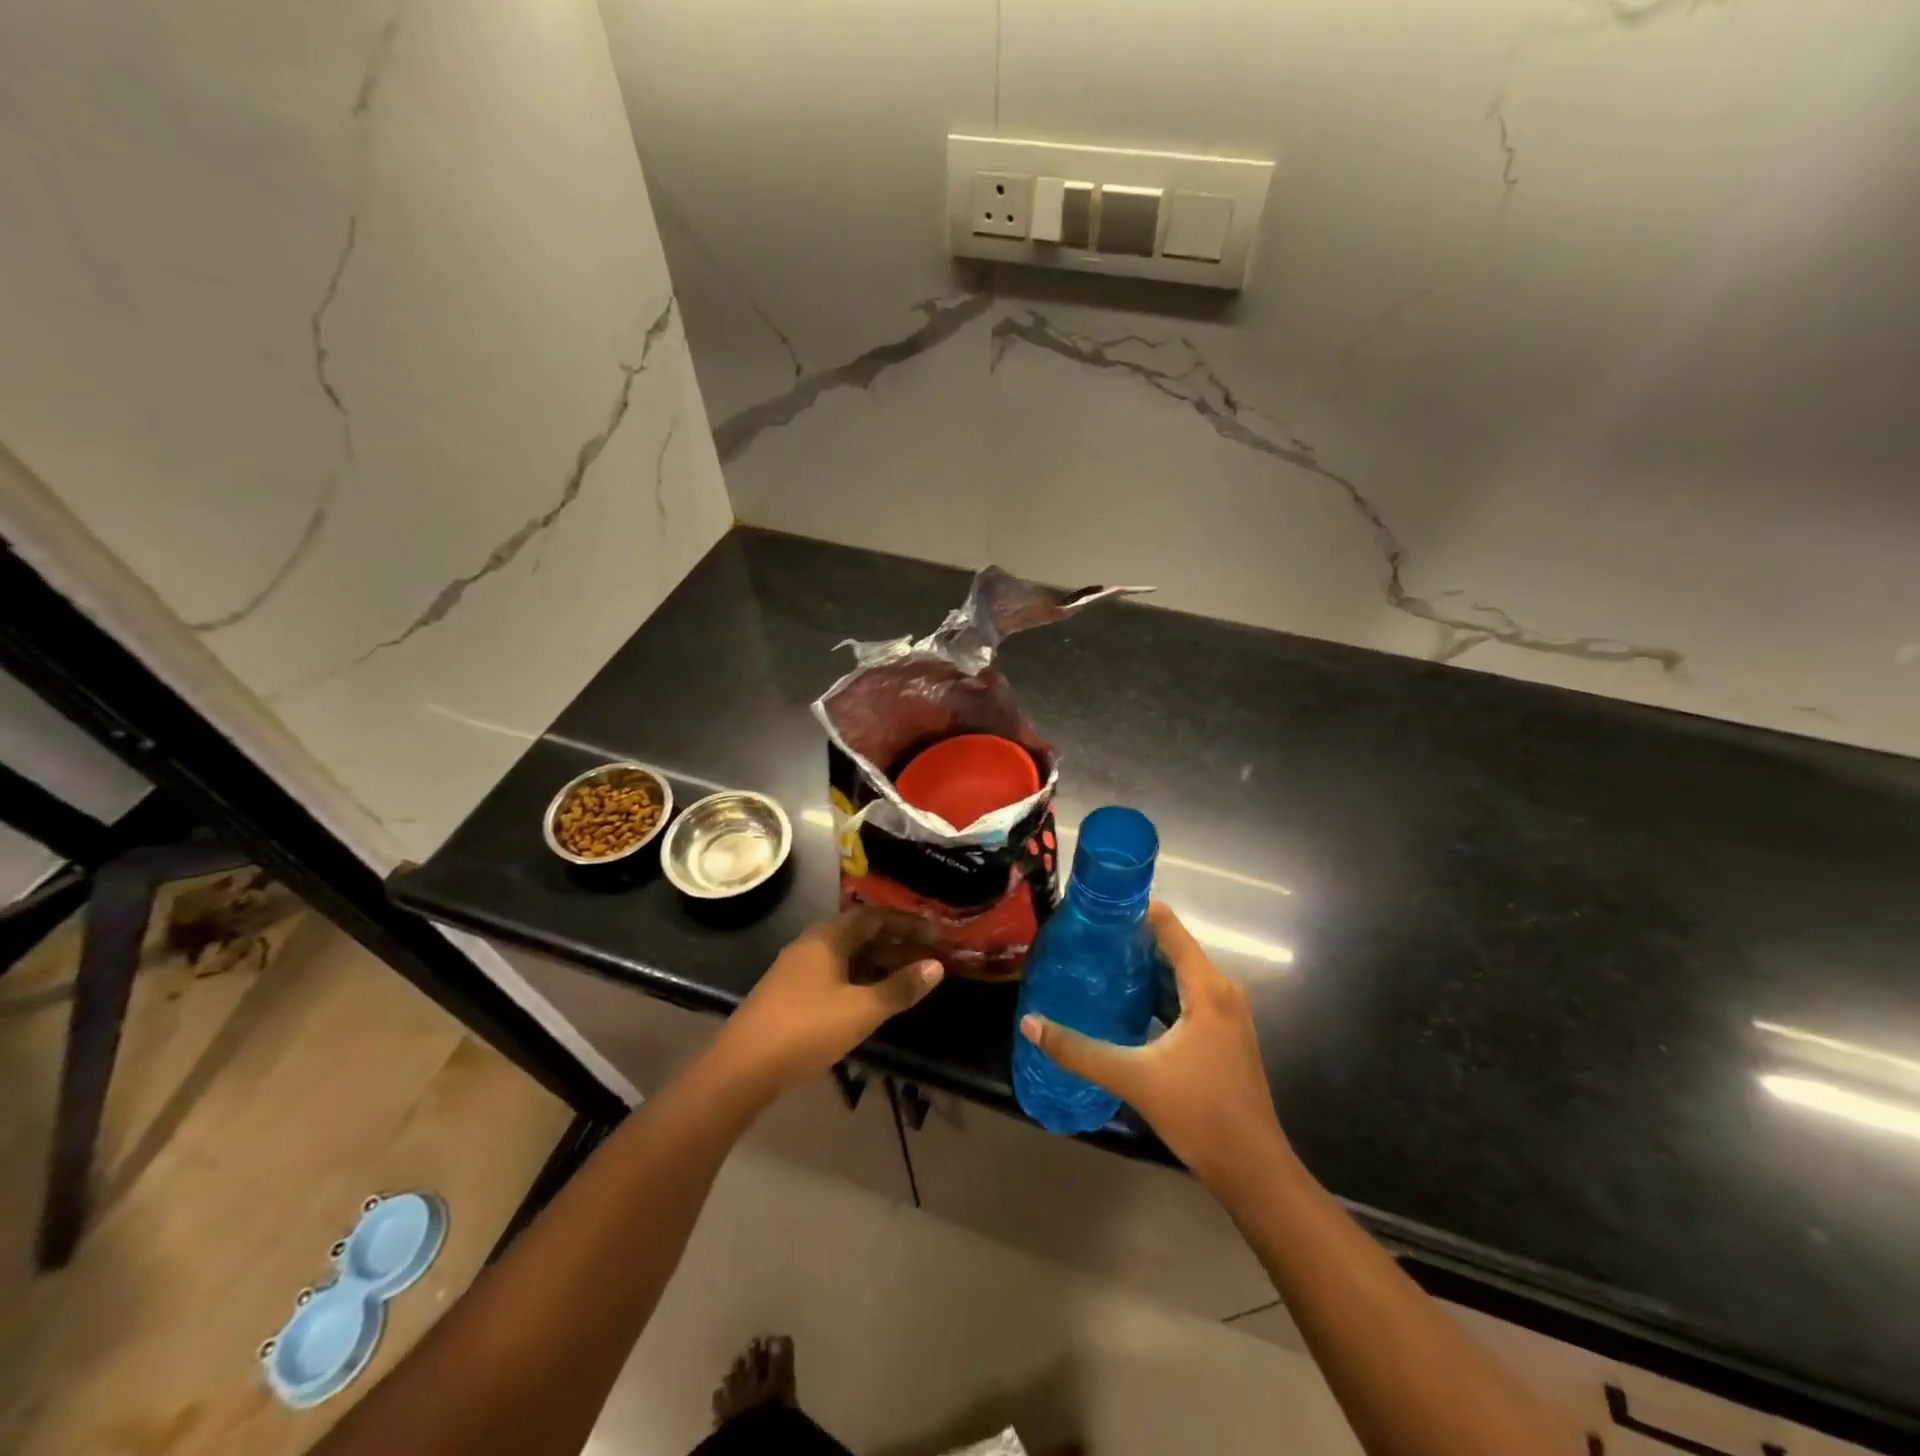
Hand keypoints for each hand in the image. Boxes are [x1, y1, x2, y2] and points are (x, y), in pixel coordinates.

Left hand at [712, 908, 942, 1099]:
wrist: (741, 1068)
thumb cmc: (805, 1030)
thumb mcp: (861, 1010)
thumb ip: (900, 988)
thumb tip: (936, 967)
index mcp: (828, 938)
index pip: (875, 916)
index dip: (908, 922)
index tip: (937, 934)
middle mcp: (812, 944)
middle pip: (861, 933)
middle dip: (897, 943)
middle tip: (930, 957)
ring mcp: (798, 969)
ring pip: (848, 956)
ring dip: (879, 963)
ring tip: (909, 978)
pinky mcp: (791, 993)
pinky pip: (836, 973)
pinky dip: (861, 978)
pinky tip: (873, 999)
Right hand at [1020, 903, 1285, 1193]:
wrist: (1252, 1170)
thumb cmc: (1199, 1114)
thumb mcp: (1133, 1078)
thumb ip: (1079, 1050)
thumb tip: (1030, 1024)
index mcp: (1206, 988)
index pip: (1169, 926)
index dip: (1134, 911)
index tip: (1096, 910)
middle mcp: (1221, 991)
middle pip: (1172, 948)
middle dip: (1130, 941)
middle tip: (1086, 940)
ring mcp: (1224, 1014)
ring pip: (1177, 975)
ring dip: (1142, 968)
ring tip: (1097, 966)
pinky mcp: (1221, 1035)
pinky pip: (1184, 997)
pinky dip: (1155, 993)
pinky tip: (1124, 1004)